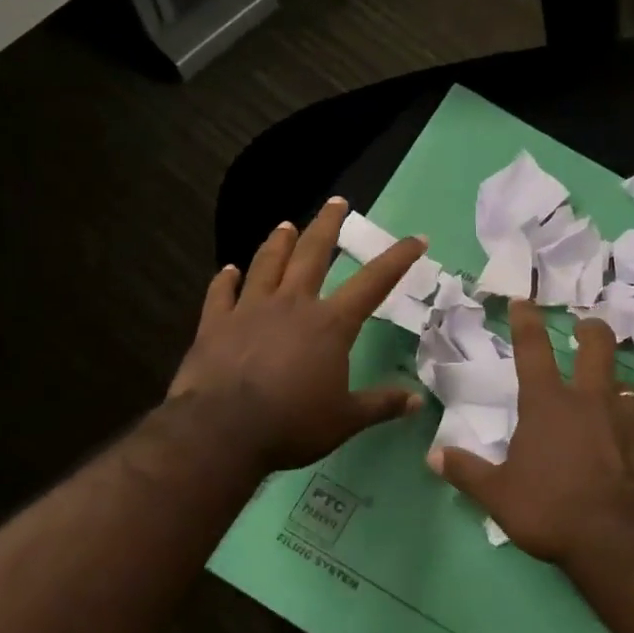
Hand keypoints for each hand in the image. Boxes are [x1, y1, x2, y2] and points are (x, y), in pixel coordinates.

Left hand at [169, 198, 427, 471]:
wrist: (223, 431)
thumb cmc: (293, 424)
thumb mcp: (346, 420)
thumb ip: (381, 405)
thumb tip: (418, 401)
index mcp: (330, 324)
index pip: (373, 283)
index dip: (397, 259)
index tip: (416, 238)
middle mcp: (292, 305)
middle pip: (313, 254)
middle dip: (327, 225)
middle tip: (336, 201)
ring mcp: (250, 310)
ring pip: (267, 264)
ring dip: (278, 242)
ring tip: (285, 224)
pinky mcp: (215, 324)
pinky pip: (220, 293)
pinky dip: (224, 280)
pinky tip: (227, 270)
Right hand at [428, 300, 633, 565]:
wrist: (623, 543)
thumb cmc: (552, 511)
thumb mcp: (499, 496)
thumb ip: (467, 472)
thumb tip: (433, 456)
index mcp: (548, 405)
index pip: (533, 350)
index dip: (526, 321)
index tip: (524, 301)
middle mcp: (592, 401)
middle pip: (597, 347)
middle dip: (590, 330)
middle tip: (587, 326)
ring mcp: (631, 421)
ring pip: (626, 388)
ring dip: (615, 388)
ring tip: (611, 400)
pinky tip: (631, 455)